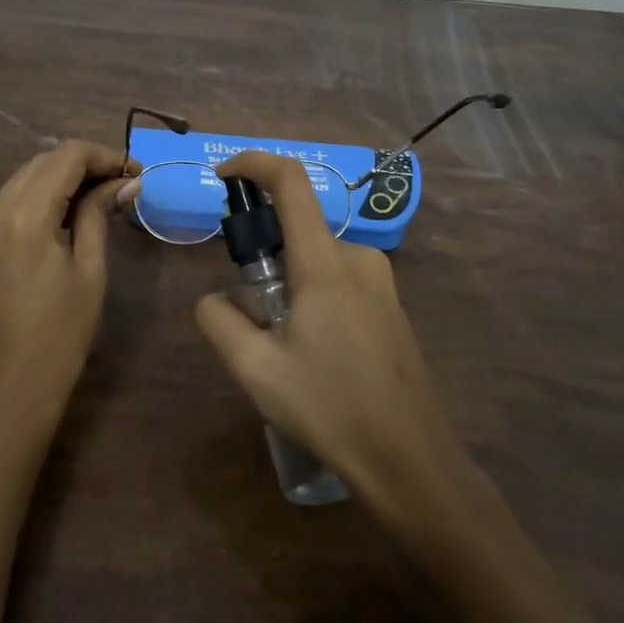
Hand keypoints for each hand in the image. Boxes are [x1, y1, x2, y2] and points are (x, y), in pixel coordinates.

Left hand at [0, 139, 137, 439]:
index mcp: (22, 216)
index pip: (66, 157)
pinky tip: (71, 212)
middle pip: (43, 162)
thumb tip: (126, 182)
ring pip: (26, 177)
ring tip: (104, 196)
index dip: (105, 156)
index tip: (136, 173)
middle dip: (86, 164)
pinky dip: (44, 196)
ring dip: (64, 178)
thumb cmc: (59, 337)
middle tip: (125, 184)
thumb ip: (100, 215)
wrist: (6, 392)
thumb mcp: (89, 271)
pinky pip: (13, 199)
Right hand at [194, 151, 466, 506]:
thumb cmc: (330, 407)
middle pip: (298, 227)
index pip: (290, 182)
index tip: (222, 177)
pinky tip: (314, 352)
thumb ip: (219, 321)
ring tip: (281, 345)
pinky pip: (338, 279)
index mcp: (325, 263)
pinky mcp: (390, 305)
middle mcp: (358, 258)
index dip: (253, 163)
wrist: (410, 459)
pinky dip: (311, 294)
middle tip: (250, 311)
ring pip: (315, 258)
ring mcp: (381, 282)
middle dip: (263, 253)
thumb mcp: (255, 369)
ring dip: (287, 282)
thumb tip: (214, 298)